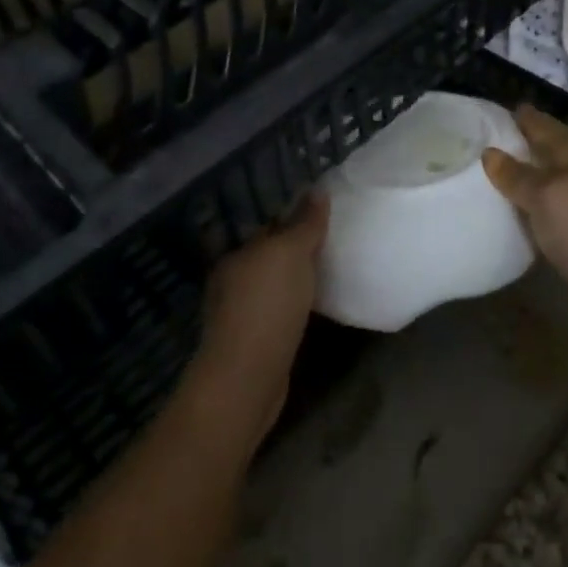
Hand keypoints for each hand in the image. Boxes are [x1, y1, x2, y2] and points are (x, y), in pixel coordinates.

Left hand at [187, 194, 328, 437]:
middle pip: (270, 257)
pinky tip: (316, 306)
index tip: (324, 215)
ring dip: (296, 279)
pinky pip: (281, 312)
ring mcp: (242, 315)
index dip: (294, 219)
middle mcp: (233, 282)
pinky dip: (297, 305)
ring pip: (275, 286)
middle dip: (295, 249)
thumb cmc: (267, 305)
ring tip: (330, 271)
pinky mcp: (256, 343)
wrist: (249, 376)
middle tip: (334, 240)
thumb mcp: (290, 253)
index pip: (267, 228)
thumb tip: (317, 190)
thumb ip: (304, 223)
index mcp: (236, 256)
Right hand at [483, 106, 567, 312]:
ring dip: (523, 171)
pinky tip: (516, 204)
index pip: (534, 120)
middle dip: (513, 144)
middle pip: (542, 143)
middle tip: (473, 148)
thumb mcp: (544, 197)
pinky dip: (534, 194)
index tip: (475, 119)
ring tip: (486, 176)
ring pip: (547, 169)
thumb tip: (489, 152)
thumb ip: (516, 174)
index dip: (508, 118)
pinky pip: (552, 194)